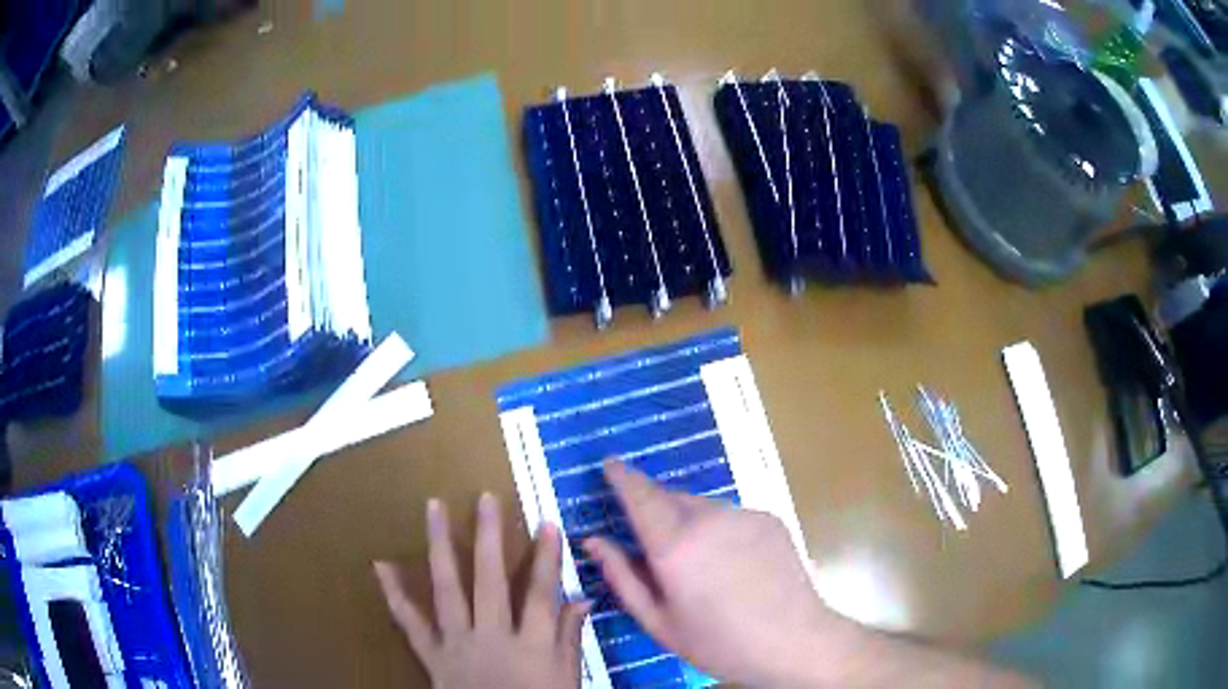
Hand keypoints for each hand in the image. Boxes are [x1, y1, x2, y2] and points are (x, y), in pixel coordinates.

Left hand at [374, 494, 589, 688]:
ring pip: (447, 589)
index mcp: (531, 647)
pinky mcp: (432, 655)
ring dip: (440, 546)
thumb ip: (570, 639)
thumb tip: (581, 598)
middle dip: (489, 538)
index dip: (546, 558)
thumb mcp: (566, 680)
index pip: (541, 595)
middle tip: (485, 498)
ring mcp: (456, 643)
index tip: (548, 523)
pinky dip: (394, 594)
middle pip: (490, 581)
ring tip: (433, 507)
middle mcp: (491, 637)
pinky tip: (381, 564)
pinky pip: (410, 623)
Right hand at [583, 461, 843, 686]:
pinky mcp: (768, 518)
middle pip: (669, 497)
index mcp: (674, 545)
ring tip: (698, 564)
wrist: (793, 641)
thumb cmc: (718, 642)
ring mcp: (743, 515)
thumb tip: (593, 540)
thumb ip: (621, 577)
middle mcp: (708, 518)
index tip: (609, 463)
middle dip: (653, 508)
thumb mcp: (658, 621)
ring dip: (687, 521)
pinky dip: (718, 529)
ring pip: (701, 506)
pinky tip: (731, 564)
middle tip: (653, 544)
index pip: (639, 495)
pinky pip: (730, 515)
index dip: (621, 476)